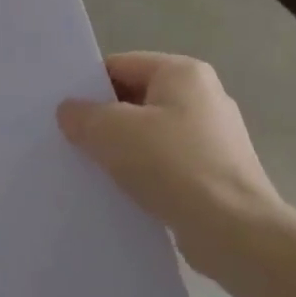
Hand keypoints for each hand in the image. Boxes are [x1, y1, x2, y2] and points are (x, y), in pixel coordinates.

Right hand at [57, 52, 284, 256]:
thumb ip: (82, 114)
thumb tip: (70, 111)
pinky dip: (143, 174)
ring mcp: (213, 137)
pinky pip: (166, 164)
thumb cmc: (172, 166)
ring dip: (121, 150)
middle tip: (69, 140)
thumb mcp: (110, 131)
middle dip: (103, 119)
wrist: (233, 231)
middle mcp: (204, 97)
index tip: (62, 112)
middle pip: (135, 99)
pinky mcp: (215, 173)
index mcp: (183, 73)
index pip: (120, 65)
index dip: (87, 85)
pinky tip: (122, 192)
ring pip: (149, 134)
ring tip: (90, 169)